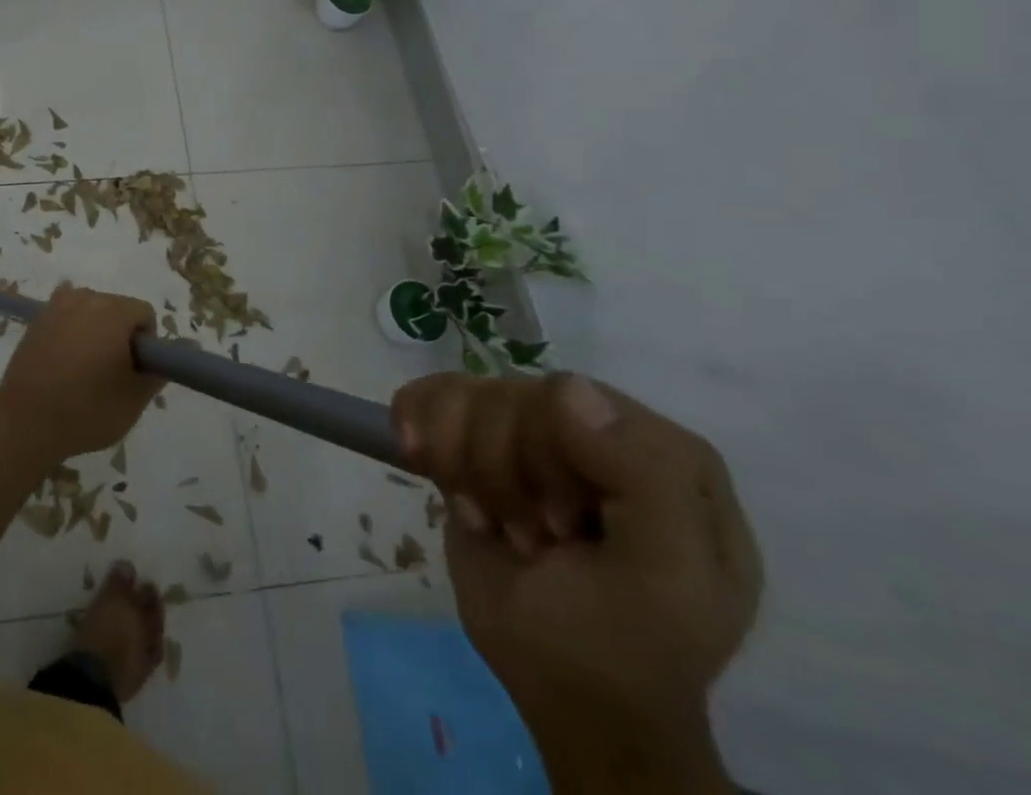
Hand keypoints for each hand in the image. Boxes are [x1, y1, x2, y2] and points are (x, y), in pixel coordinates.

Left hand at [0, 285, 162, 460]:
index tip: (135, 369)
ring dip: (96, 329)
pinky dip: (73, 330)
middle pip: (117, 307)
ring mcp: (57, 306)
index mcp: (112, 312)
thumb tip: (159, 363)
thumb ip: (154, 376)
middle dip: (121, 333)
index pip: (143, 312)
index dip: (147, 341)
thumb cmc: (86, 411)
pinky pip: (66, 316)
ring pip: (90, 309)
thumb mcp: (133, 401)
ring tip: (86, 367)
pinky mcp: (37, 319)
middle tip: (112, 371)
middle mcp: (85, 299)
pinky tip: (65, 359)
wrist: (25, 421)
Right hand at [391, 372, 760, 792]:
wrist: (567, 697)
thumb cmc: (626, 645)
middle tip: (532, 539)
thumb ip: (646, 476)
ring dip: (462, 466)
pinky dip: (418, 432)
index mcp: (657, 448)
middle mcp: (591, 425)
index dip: (546, 453)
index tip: (560, 527)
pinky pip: (426, 396)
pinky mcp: (472, 441)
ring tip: (493, 523)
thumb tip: (566, 389)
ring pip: (461, 395)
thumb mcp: (668, 579)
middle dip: (501, 472)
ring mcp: (527, 430)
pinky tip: (428, 468)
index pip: (569, 395)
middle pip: (507, 395)